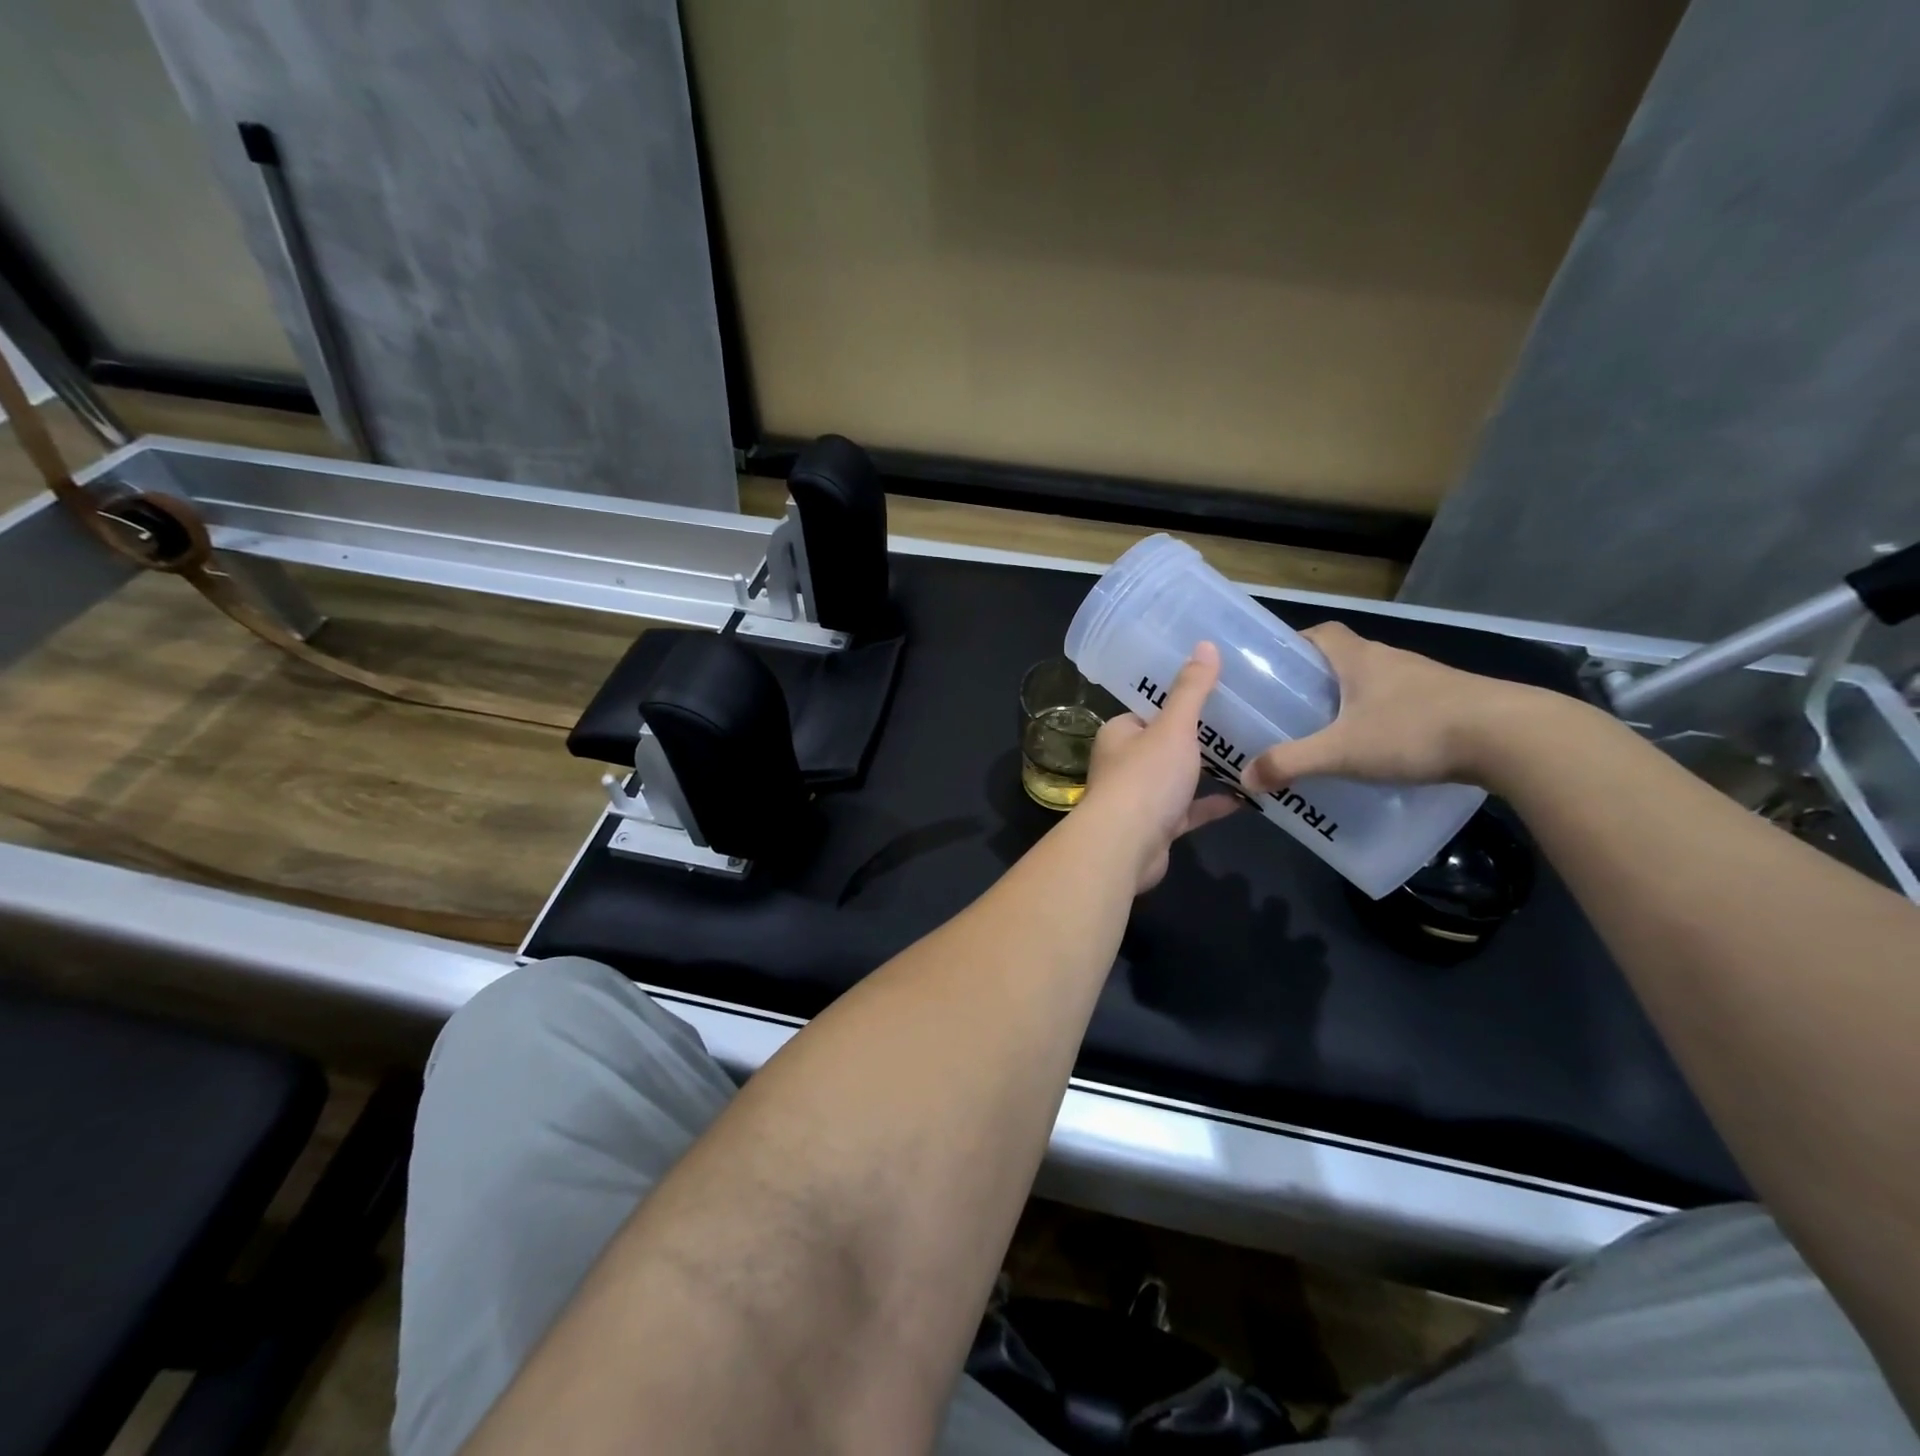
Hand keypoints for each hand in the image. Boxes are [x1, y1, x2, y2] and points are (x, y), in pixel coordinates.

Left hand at [1082, 642, 1241, 892]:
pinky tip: (1246, 796)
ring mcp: (1140, 798)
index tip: (1216, 692)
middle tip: (1242, 721)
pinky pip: (1188, 810)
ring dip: (1206, 771)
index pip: (1150, 711)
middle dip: (1198, 738)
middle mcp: (1124, 763)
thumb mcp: (1173, 727)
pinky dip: (1212, 804)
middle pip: (1165, 744)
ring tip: (1249, 754)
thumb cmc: (1146, 778)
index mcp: (1119, 734)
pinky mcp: (1156, 827)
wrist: (1126, 847)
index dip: (1178, 703)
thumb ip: (1191, 690)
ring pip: (1177, 778)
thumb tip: (1205, 644)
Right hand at [1243, 622, 1546, 793]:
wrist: (1512, 737)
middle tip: (1294, 710)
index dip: (1296, 645)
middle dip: (1318, 680)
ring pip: (1377, 682)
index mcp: (1359, 658)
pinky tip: (1382, 749)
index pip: (1321, 633)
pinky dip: (1387, 718)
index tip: (1277, 668)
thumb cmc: (1414, 731)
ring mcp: (1426, 680)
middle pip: (1346, 658)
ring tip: (1334, 733)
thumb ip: (1291, 763)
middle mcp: (1391, 660)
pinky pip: (1405, 703)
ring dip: (1355, 700)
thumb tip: (1246, 779)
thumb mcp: (1341, 752)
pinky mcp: (1453, 702)